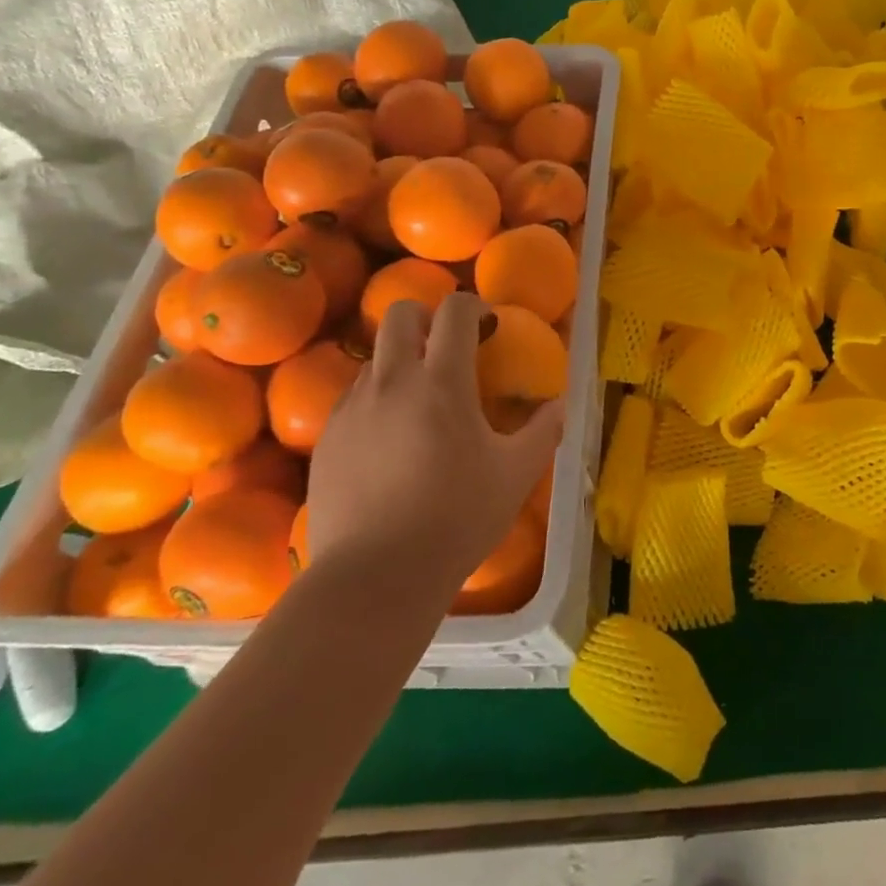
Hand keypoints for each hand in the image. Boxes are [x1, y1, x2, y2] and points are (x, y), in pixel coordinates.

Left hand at [306, 292, 563, 598]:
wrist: (374, 578)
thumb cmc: (456, 520)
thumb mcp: (516, 474)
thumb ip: (543, 430)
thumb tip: (559, 404)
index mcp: (441, 381)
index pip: (454, 310)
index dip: (475, 307)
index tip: (489, 329)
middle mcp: (392, 381)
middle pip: (400, 314)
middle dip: (427, 318)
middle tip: (448, 351)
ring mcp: (352, 409)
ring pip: (375, 357)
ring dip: (400, 363)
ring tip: (419, 405)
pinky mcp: (327, 439)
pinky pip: (353, 398)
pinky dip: (376, 401)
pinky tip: (390, 443)